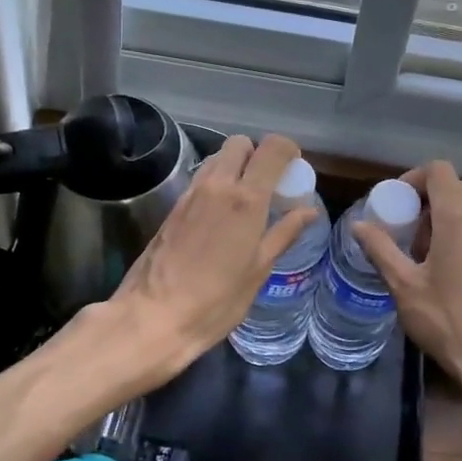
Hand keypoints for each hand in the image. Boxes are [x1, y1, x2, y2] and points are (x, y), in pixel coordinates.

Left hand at [107, 133, 316, 380]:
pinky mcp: (173, 207)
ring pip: (217, 159)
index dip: (287, 150)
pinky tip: (221, 217)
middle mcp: (217, 185)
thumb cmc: (216, 300)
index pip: (271, 148)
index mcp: (245, 199)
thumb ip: (284, 233)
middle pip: (240, 144)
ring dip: (235, 167)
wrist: (153, 316)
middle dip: (257, 154)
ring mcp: (191, 194)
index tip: (294, 168)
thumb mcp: (258, 270)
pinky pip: (201, 179)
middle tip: (268, 184)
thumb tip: (308, 211)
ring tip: (245, 201)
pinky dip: (217, 184)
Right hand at [354, 162, 461, 405]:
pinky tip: (445, 272)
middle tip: (403, 232)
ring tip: (420, 255)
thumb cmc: (448, 319)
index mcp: (458, 216)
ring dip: (442, 220)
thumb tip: (359, 225)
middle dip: (425, 202)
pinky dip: (460, 235)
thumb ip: (380, 250)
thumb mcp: (404, 286)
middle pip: (454, 188)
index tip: (394, 204)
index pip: (438, 170)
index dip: (413, 178)